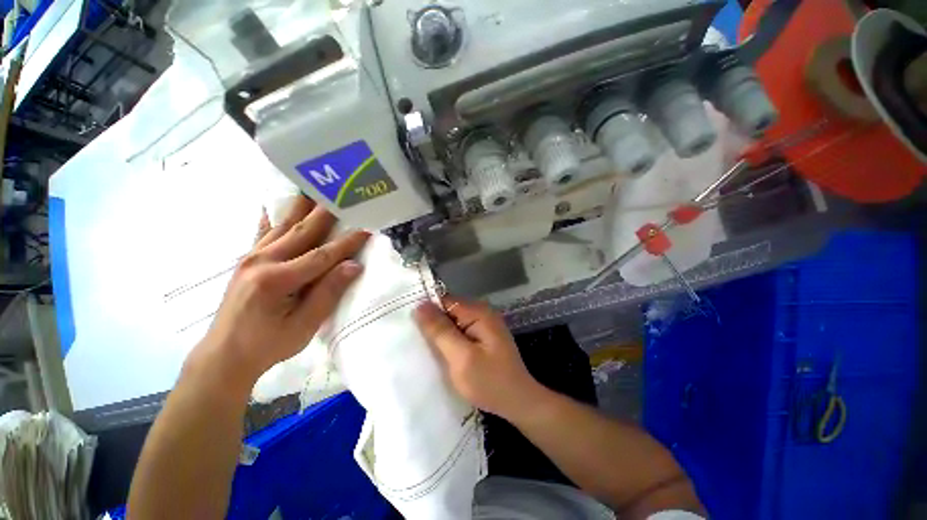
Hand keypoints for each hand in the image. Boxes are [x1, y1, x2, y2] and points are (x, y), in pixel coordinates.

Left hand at [190, 197, 369, 386]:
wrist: (224, 356)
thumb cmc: (268, 345)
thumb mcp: (304, 326)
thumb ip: (328, 293)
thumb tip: (353, 266)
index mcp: (277, 279)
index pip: (322, 255)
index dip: (347, 243)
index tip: (367, 229)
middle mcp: (262, 261)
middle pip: (302, 231)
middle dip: (326, 213)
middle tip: (343, 194)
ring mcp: (251, 258)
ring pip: (283, 226)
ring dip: (302, 208)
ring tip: (315, 189)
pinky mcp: (247, 261)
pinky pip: (263, 233)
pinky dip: (272, 217)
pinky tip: (273, 204)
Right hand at [414, 298, 543, 420]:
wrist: (518, 402)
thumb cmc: (490, 382)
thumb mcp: (461, 357)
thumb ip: (440, 331)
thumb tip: (420, 306)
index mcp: (478, 312)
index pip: (445, 300)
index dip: (426, 309)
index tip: (406, 323)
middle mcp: (481, 313)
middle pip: (448, 310)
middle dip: (431, 323)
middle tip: (411, 338)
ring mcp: (482, 325)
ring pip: (452, 322)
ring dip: (439, 333)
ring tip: (420, 346)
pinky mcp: (481, 337)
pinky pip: (459, 331)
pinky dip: (448, 340)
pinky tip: (438, 352)